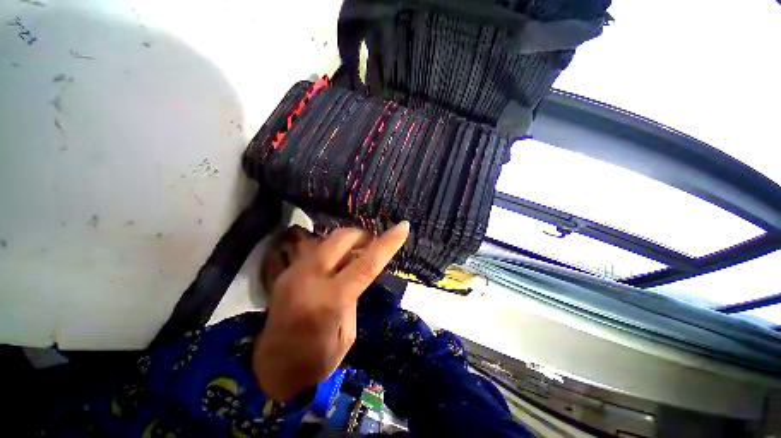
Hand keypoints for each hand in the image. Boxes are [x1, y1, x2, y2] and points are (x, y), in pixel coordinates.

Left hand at [252, 222, 409, 400]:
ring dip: (347, 241)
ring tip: (355, 253)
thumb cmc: (315, 360)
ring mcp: (293, 271)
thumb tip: (357, 270)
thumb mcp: (348, 333)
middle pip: (342, 238)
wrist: (269, 367)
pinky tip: (335, 260)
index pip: (366, 264)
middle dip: (363, 235)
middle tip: (372, 245)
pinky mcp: (286, 271)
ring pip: (327, 238)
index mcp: (331, 300)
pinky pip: (314, 247)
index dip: (387, 243)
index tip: (403, 227)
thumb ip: (354, 296)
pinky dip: (332, 248)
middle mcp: (310, 278)